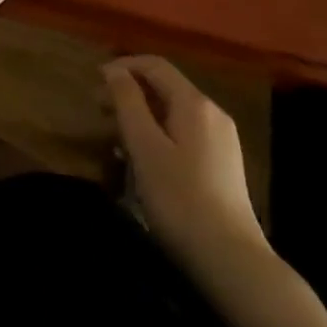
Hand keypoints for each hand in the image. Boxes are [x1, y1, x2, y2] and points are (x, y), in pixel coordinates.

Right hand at [104, 56, 265, 270]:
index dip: (123, 66)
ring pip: (173, 113)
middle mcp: (212, 113)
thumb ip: (128, 102)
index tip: (94, 81)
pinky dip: (157, 135)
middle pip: (165, 88)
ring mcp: (221, 140)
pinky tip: (141, 159)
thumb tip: (114, 70)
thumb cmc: (180, 198)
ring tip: (114, 136)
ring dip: (141, 116)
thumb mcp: (145, 146)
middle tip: (98, 109)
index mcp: (194, 103)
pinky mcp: (222, 165)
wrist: (231, 261)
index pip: (155, 65)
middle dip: (129, 92)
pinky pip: (183, 134)